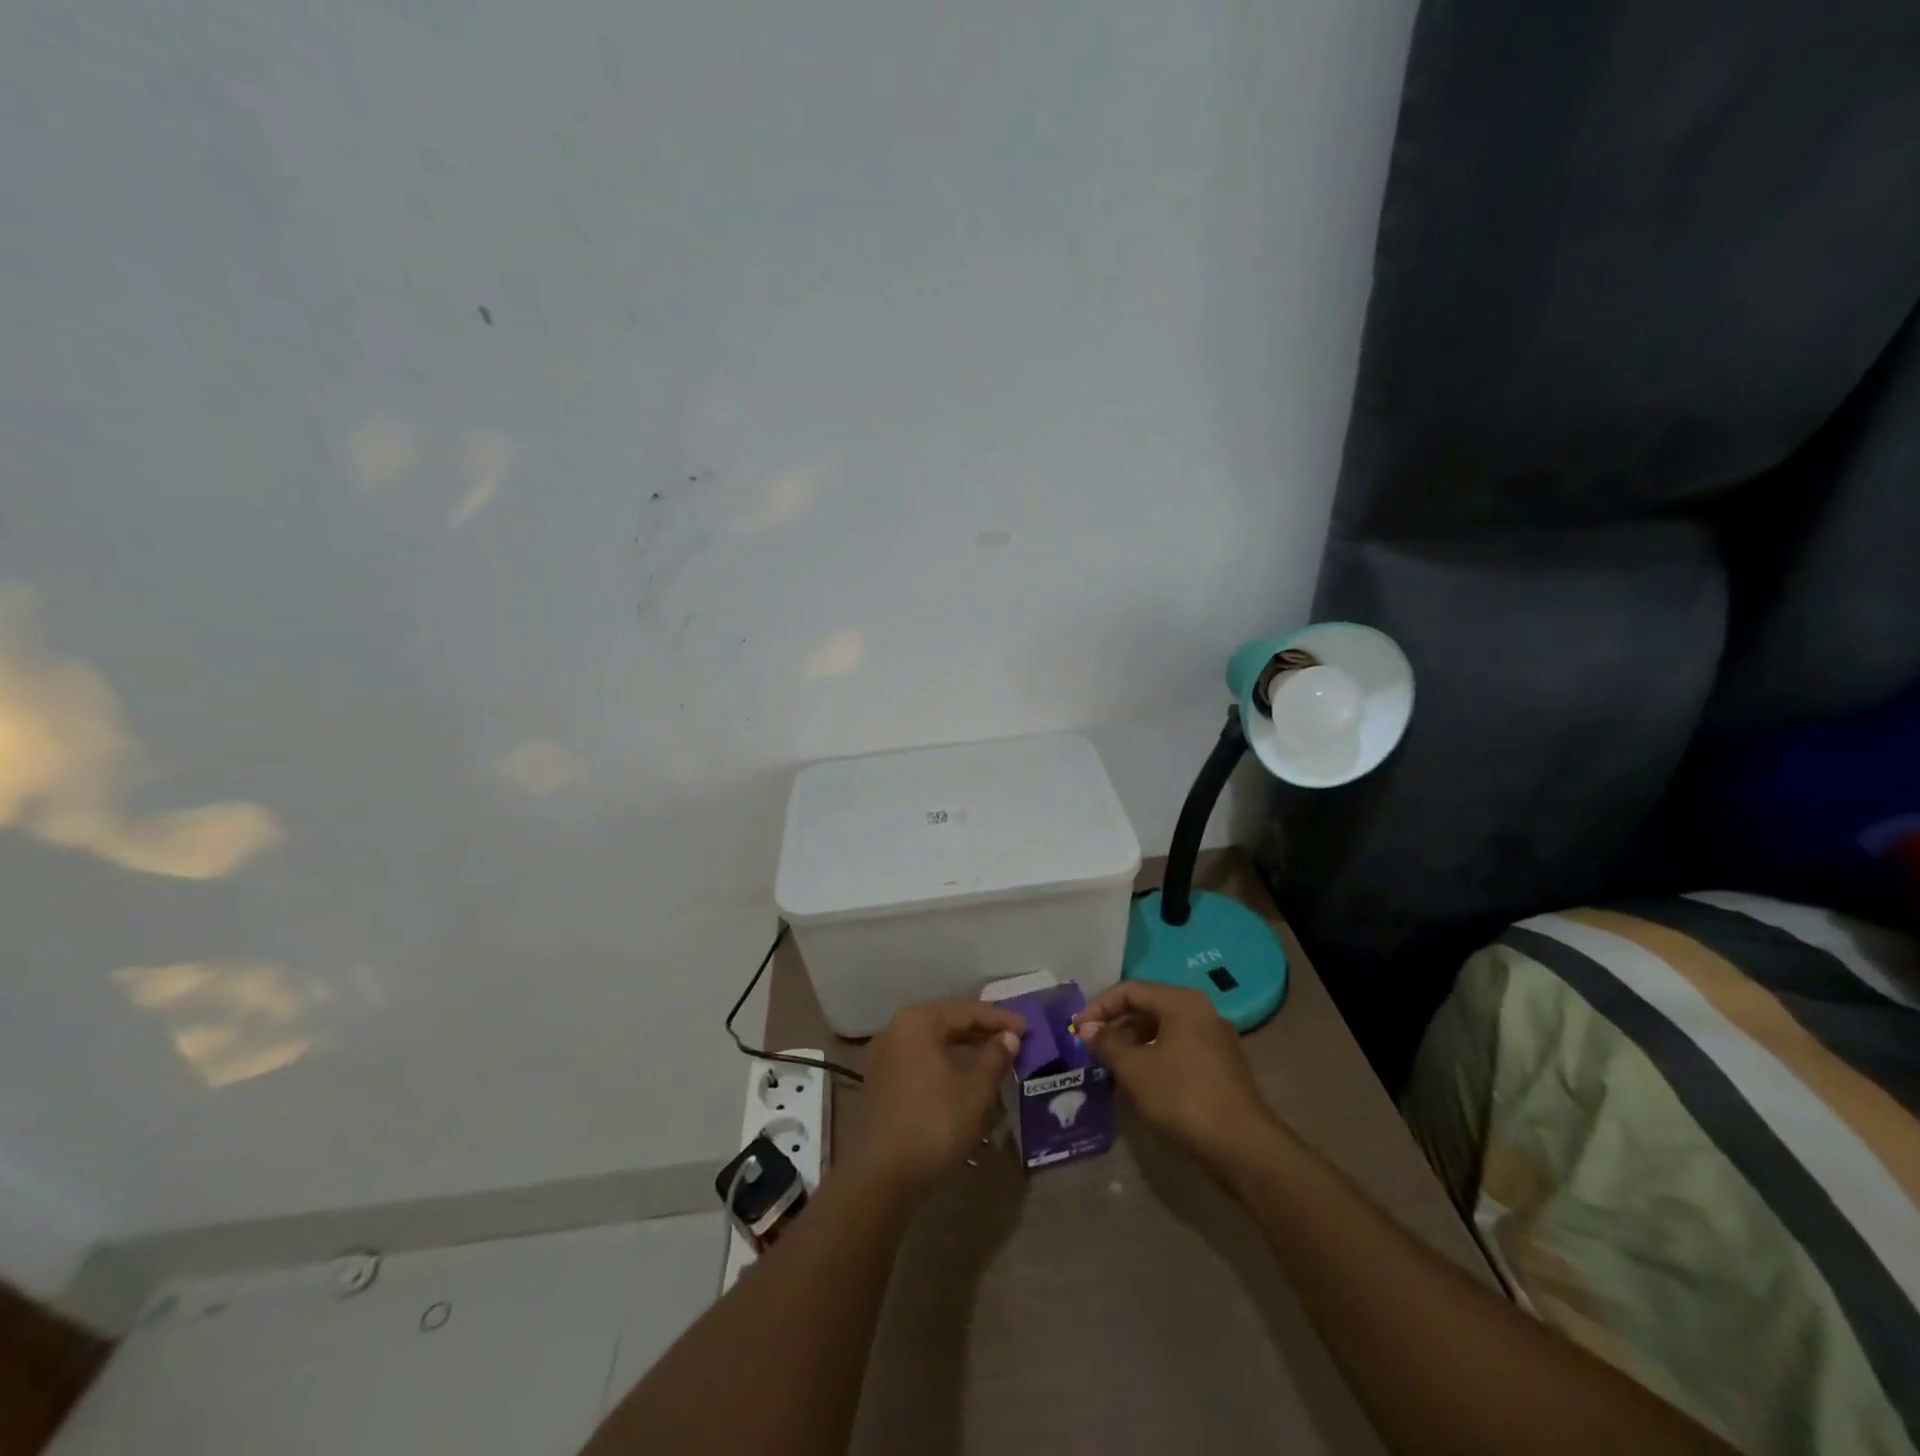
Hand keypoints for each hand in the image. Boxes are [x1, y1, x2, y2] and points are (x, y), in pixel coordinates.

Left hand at [849, 999, 1024, 1194]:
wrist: (881, 1175)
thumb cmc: (934, 1123)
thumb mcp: (974, 1090)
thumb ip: (994, 1057)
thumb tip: (1009, 1037)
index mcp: (917, 1022)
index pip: (965, 1010)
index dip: (998, 1018)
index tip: (1026, 1028)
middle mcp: (895, 1030)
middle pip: (945, 1021)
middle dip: (979, 1029)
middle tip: (1011, 1038)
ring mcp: (884, 1056)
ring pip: (931, 1041)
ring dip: (962, 1046)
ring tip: (991, 1055)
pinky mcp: (880, 1081)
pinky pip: (919, 1059)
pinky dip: (943, 1061)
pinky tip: (962, 1076)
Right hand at [1075, 981, 1276, 1169]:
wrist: (1242, 1146)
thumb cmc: (1182, 1096)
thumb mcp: (1134, 1069)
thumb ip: (1107, 1043)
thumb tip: (1087, 1029)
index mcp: (1181, 1002)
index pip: (1130, 990)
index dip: (1099, 1007)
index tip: (1077, 1030)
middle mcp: (1202, 1011)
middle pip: (1148, 1007)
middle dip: (1116, 1026)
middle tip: (1092, 1048)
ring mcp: (1215, 1039)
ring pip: (1164, 1030)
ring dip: (1134, 1044)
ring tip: (1112, 1066)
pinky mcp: (1222, 1066)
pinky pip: (1179, 1049)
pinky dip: (1155, 1057)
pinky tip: (1142, 1081)